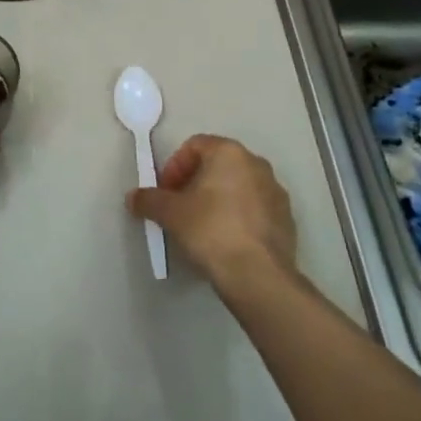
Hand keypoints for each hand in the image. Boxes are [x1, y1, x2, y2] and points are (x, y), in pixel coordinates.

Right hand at [128, 134, 296, 294]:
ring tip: (201, 227)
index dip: (174, 166)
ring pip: (238, 187)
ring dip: (217, 200)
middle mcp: (257, 164)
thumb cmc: (210, 230)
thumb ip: (148, 200)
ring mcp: (276, 192)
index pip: (195, 145)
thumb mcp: (170, 214)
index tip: (165, 192)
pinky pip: (254, 209)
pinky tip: (226, 242)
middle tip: (179, 207)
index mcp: (229, 153)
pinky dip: (237, 217)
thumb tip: (133, 198)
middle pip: (217, 165)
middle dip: (195, 182)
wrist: (258, 275)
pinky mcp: (287, 219)